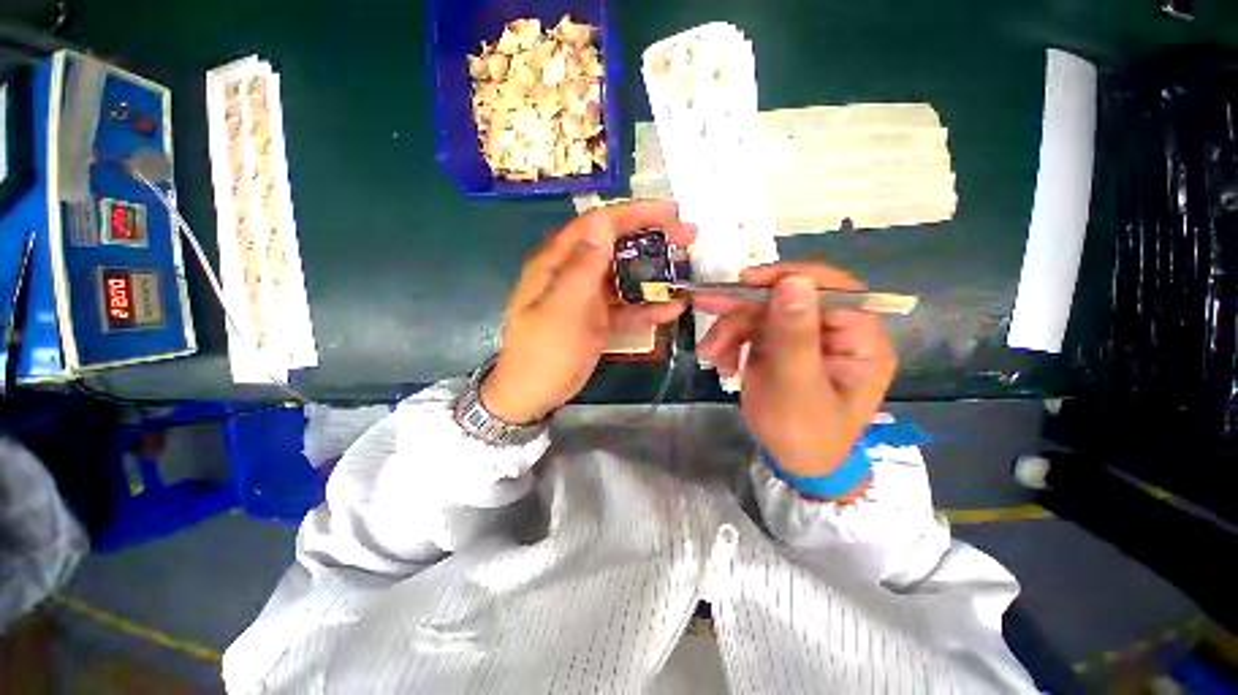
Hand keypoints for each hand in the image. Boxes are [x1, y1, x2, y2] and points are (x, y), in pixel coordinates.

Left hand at [481, 200, 696, 423]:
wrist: (533, 394)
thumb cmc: (546, 352)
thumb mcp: (564, 308)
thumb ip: (583, 267)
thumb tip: (603, 223)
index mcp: (557, 262)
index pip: (597, 224)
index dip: (634, 214)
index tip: (670, 211)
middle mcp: (571, 273)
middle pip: (614, 245)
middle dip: (650, 238)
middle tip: (686, 237)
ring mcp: (586, 297)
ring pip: (623, 275)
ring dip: (653, 273)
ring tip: (685, 269)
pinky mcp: (596, 318)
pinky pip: (624, 306)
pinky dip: (647, 307)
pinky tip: (673, 309)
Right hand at [695, 262, 896, 478]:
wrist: (791, 461)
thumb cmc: (804, 433)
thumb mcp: (797, 387)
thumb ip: (795, 335)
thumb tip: (793, 280)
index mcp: (859, 339)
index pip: (832, 289)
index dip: (789, 278)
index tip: (747, 281)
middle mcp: (833, 330)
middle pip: (787, 298)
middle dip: (743, 308)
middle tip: (705, 304)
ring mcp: (802, 336)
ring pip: (761, 312)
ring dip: (729, 330)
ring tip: (710, 354)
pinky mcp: (779, 345)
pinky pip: (749, 329)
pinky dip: (729, 343)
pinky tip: (722, 365)